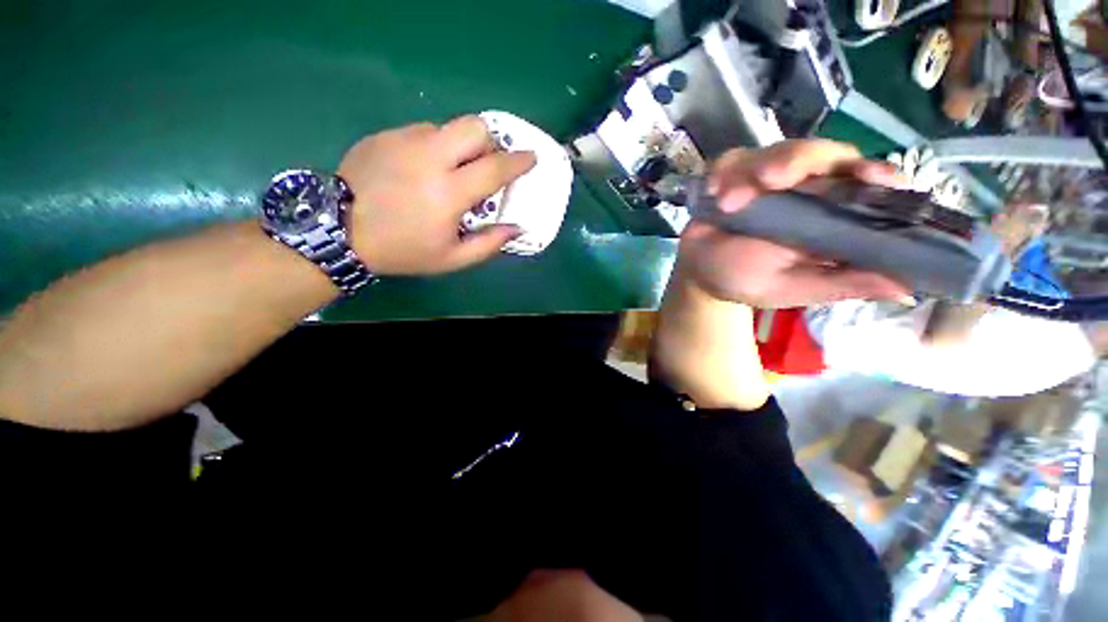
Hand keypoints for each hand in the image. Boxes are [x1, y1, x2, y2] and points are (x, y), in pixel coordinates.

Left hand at [338, 116, 535, 275]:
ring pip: (448, 127)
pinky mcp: (385, 135)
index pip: (495, 168)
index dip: (519, 161)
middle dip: (490, 142)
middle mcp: (429, 157)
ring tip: (450, 171)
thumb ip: (489, 244)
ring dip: (460, 146)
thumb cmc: (403, 250)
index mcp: (448, 193)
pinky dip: (434, 147)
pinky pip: (422, 131)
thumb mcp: (452, 259)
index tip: (531, 157)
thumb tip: (516, 228)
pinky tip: (421, 169)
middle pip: (474, 127)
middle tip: (487, 164)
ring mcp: (403, 141)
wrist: (339, 231)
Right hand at [677, 139, 913, 307]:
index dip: (873, 173)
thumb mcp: (794, 288)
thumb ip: (841, 284)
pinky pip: (732, 159)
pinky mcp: (734, 173)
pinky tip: (714, 193)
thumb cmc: (748, 281)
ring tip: (728, 202)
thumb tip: (906, 289)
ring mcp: (767, 178)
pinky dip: (723, 173)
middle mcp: (805, 188)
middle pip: (822, 153)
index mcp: (830, 215)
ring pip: (776, 149)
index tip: (870, 177)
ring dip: (750, 171)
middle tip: (770, 179)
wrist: (701, 274)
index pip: (864, 181)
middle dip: (798, 160)